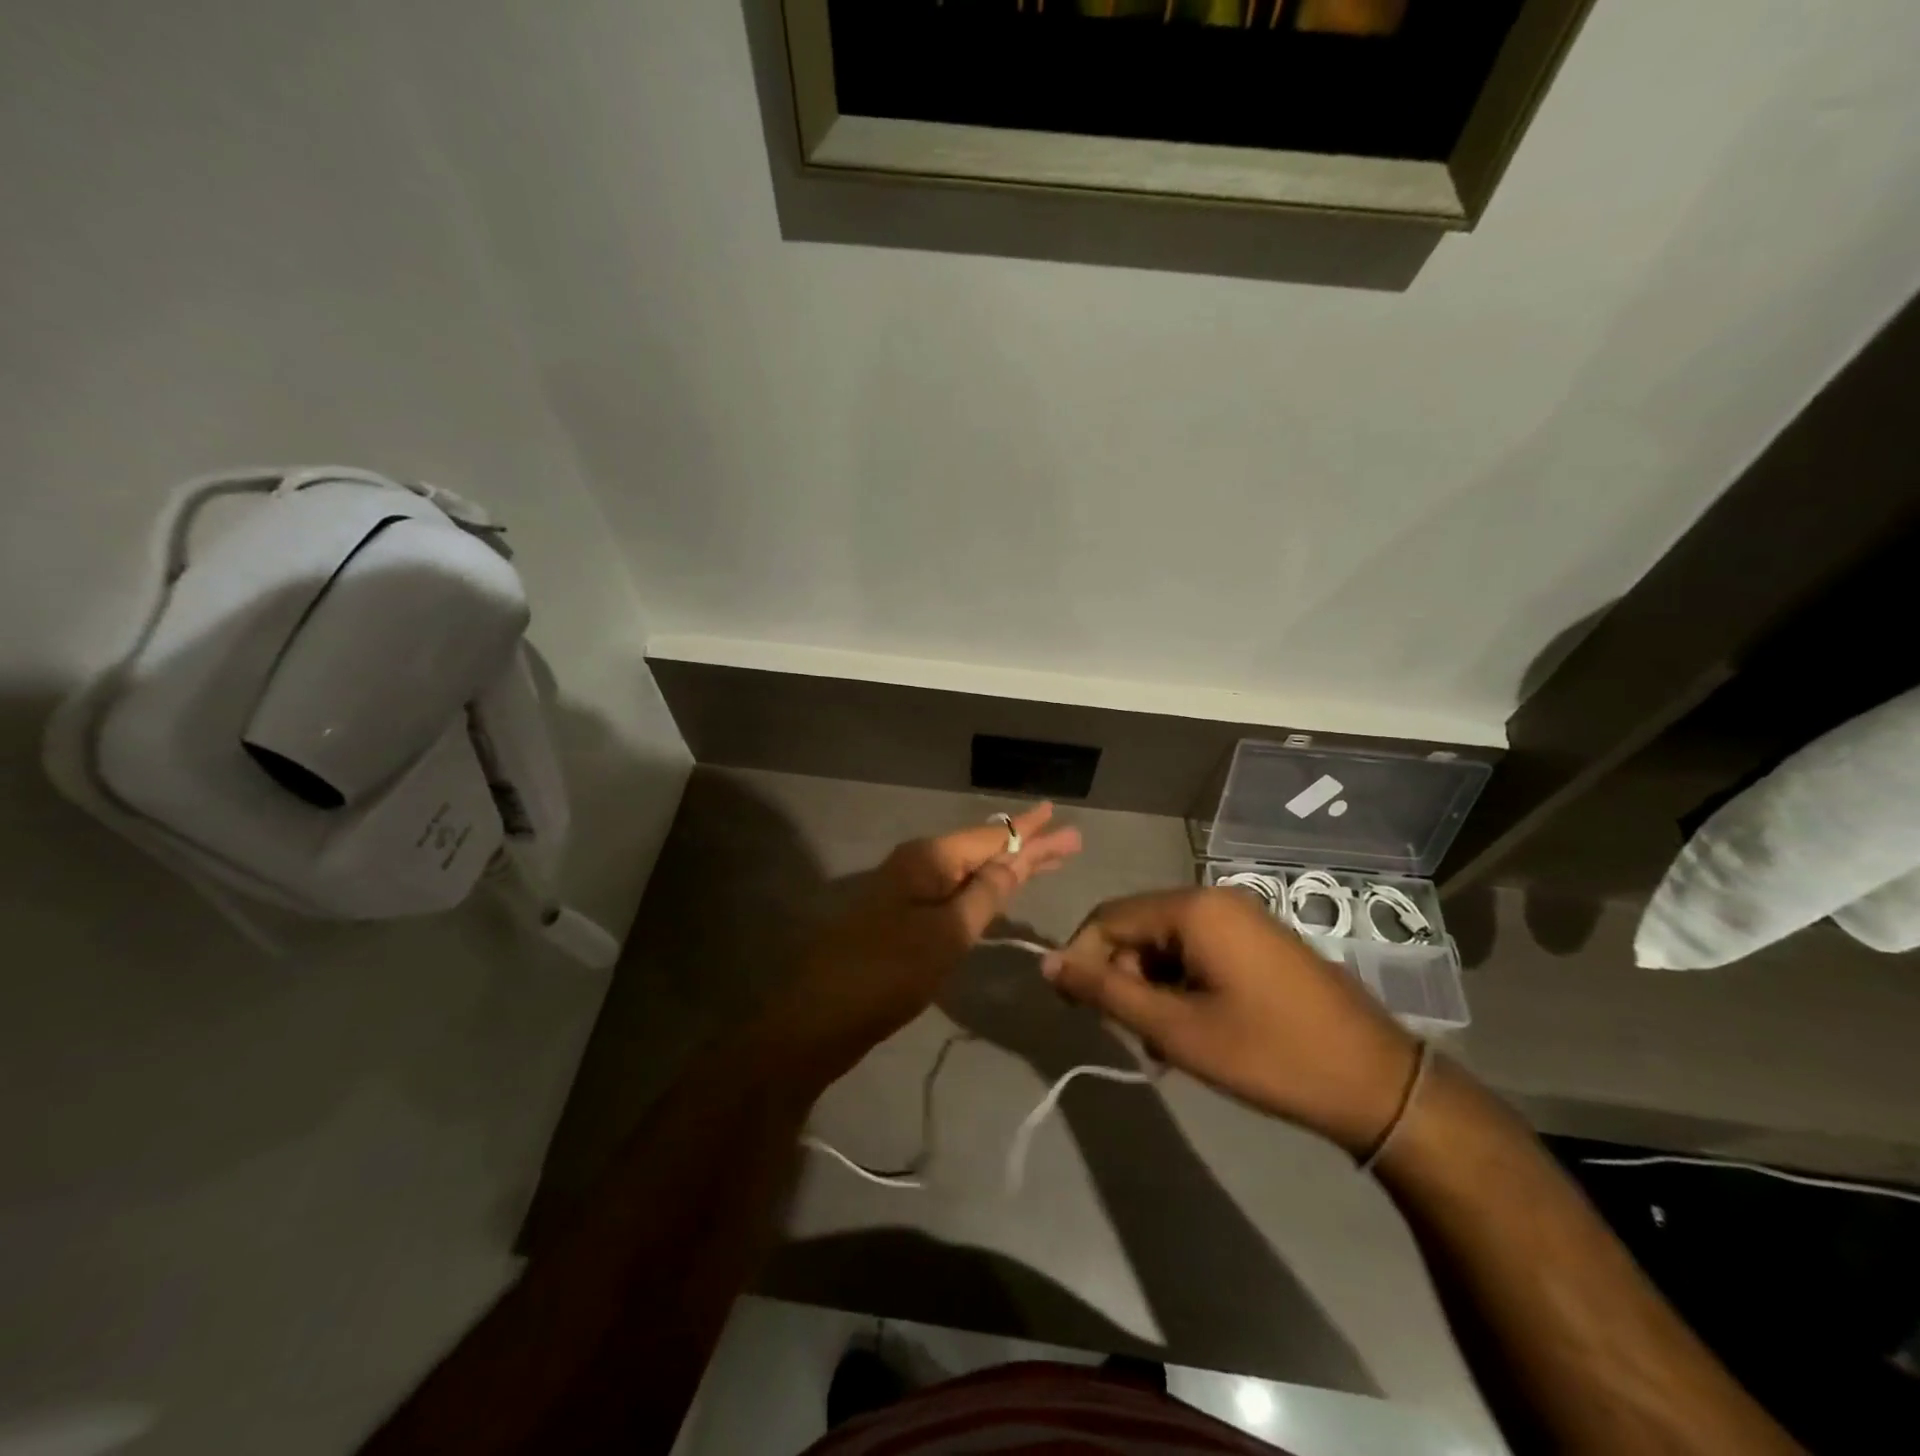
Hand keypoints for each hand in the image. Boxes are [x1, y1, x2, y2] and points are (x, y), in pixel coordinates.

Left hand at [777, 804, 1081, 1078]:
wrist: (821, 1015)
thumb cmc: (888, 972)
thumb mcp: (947, 933)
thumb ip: (984, 895)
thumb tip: (1014, 860)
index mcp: (929, 859)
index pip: (990, 836)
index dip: (1027, 829)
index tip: (1055, 811)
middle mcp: (919, 865)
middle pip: (983, 849)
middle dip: (1026, 847)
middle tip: (1070, 841)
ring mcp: (909, 891)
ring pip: (970, 872)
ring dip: (1008, 868)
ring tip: (1049, 861)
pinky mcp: (904, 918)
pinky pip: (955, 893)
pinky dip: (984, 890)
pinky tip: (1002, 890)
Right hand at [1042, 887, 1418, 1156]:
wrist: (1377, 1083)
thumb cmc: (1268, 1055)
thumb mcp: (1175, 1029)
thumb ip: (1106, 991)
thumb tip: (1048, 964)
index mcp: (1193, 909)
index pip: (1108, 918)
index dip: (1081, 959)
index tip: (1074, 1008)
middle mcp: (1215, 899)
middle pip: (1137, 927)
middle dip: (1122, 977)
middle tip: (1133, 1035)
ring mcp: (1242, 917)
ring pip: (1167, 943)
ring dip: (1152, 987)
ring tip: (1167, 1043)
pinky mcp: (1259, 940)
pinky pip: (1199, 950)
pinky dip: (1183, 984)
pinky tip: (1196, 1028)